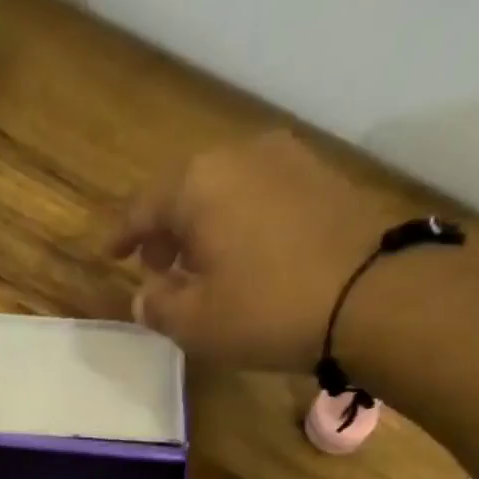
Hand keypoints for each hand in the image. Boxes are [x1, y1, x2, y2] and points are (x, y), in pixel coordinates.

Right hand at [110, 131, 398, 369]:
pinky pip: (261, 197)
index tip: (109, 255)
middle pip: (186, 191)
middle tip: (157, 267)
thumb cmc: (265, 310)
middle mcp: (240, 156)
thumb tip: (144, 295)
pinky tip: (242, 259)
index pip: (144, 207)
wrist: (370, 295)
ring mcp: (287, 161)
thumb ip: (158, 306)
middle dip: (166, 230)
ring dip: (204, 228)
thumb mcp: (195, 323)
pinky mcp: (321, 179)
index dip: (122, 235)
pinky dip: (240, 224)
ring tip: (200, 268)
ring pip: (226, 192)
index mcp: (198, 184)